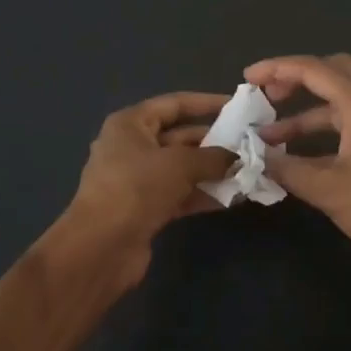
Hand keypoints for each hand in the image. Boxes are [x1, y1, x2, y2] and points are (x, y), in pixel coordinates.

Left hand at [54, 91, 234, 285]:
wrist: (101, 247)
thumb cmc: (137, 188)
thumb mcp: (179, 164)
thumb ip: (212, 157)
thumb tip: (238, 158)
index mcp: (131, 124)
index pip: (174, 104)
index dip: (206, 103)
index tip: (236, 106)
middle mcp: (131, 147)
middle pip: (179, 137)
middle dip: (214, 141)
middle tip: (249, 144)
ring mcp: (137, 179)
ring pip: (181, 168)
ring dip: (212, 170)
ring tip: (248, 171)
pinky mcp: (144, 208)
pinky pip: (179, 194)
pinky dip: (202, 194)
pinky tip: (233, 198)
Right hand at [248, 54, 350, 284]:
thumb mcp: (328, 189)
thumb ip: (287, 168)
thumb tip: (256, 157)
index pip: (314, 69)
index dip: (277, 69)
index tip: (247, 79)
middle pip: (333, 71)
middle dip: (296, 79)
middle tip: (267, 96)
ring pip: (342, 99)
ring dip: (307, 110)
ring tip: (271, 136)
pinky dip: (325, 127)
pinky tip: (301, 153)